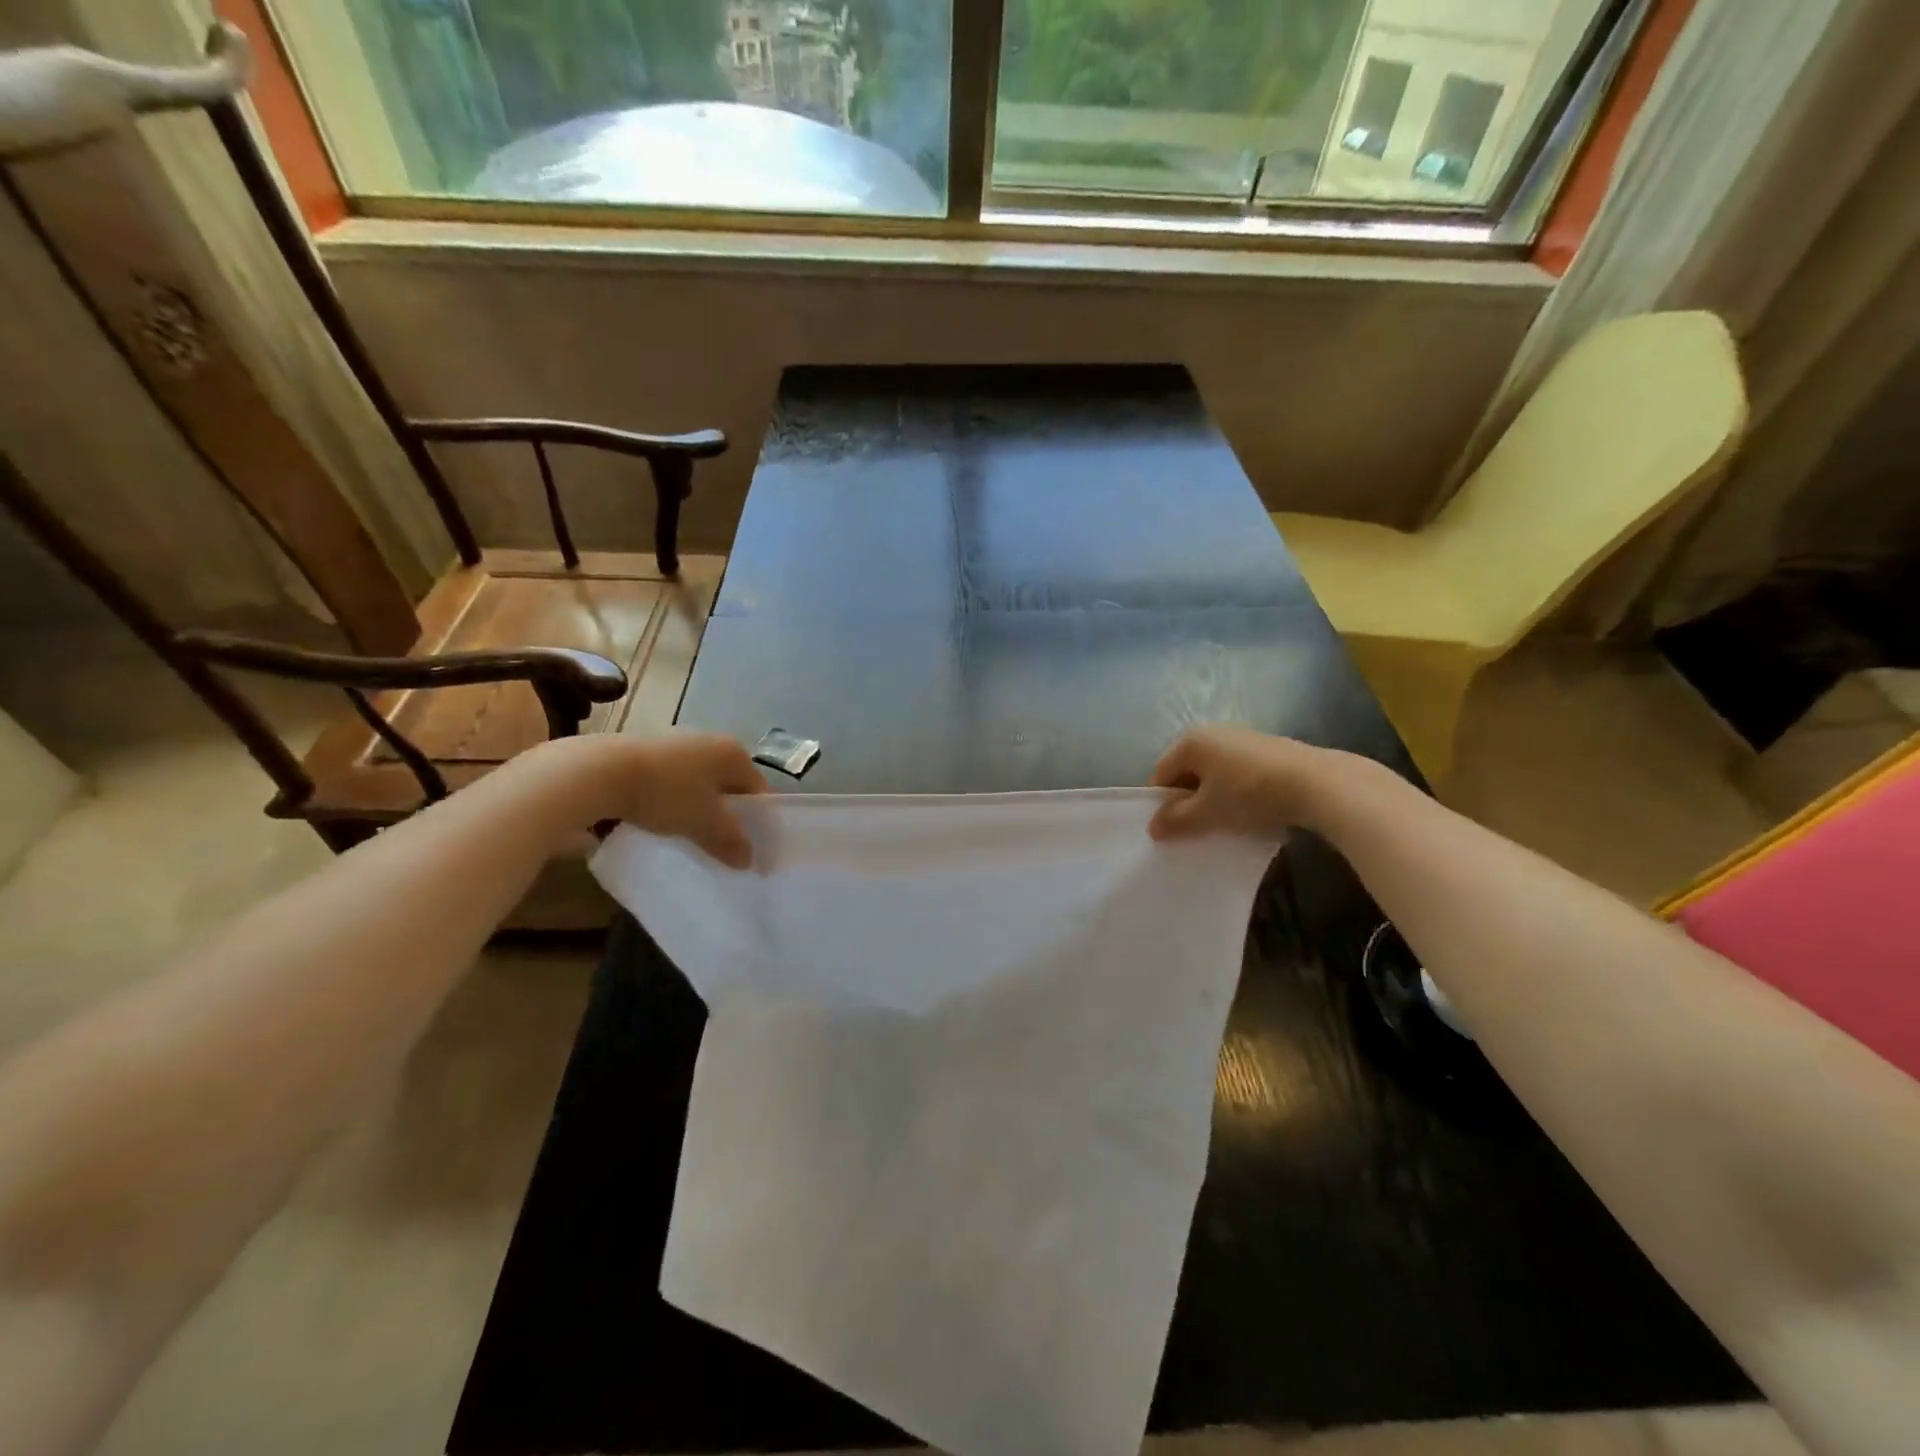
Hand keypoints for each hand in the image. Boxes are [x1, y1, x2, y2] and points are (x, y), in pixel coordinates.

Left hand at [592, 732, 767, 867]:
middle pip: (729, 785)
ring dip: (698, 807)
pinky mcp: (648, 749)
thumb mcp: (705, 824)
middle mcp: (711, 740)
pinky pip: (673, 779)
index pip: (758, 790)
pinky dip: (674, 799)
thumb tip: (748, 860)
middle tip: (720, 844)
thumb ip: (731, 841)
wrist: (601, 772)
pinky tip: (660, 818)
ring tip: (688, 834)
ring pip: (699, 782)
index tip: (749, 847)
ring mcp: (678, 742)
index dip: (758, 821)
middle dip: (727, 814)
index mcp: (734, 753)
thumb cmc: (667, 794)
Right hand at [1149, 725, 1334, 841]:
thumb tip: (1153, 828)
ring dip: (1214, 798)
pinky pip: (1239, 773)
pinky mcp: (1269, 750)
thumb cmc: (1249, 794)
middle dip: (1189, 800)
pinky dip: (1238, 793)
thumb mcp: (1207, 812)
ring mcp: (1244, 738)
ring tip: (1226, 823)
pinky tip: (1252, 812)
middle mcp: (1214, 732)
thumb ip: (1176, 820)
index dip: (1162, 803)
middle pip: (1188, 772)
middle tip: (1197, 829)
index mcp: (1191, 741)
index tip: (1172, 829)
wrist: (1318, 784)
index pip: (1161, 773)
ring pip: (1215, 773)